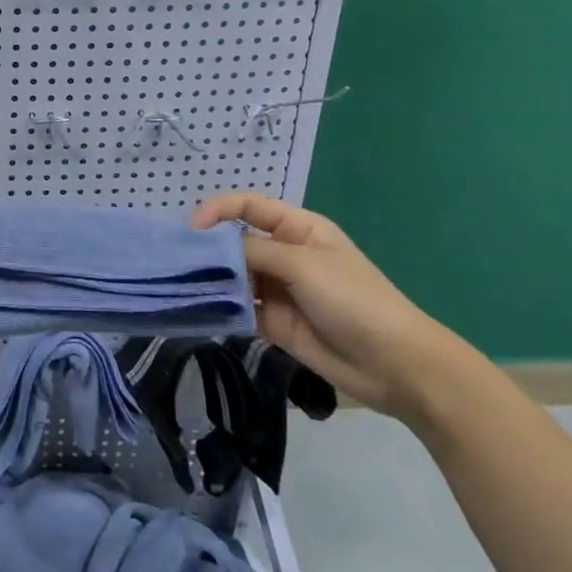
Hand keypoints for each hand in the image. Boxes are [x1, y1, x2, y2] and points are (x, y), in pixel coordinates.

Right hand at [191, 192, 470, 424]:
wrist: (395, 364)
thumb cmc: (354, 299)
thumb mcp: (302, 263)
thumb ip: (253, 250)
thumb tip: (211, 248)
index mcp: (297, 229)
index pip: (248, 206)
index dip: (218, 210)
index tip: (192, 229)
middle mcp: (284, 254)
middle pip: (235, 241)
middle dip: (207, 248)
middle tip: (177, 260)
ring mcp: (278, 289)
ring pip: (233, 276)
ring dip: (210, 279)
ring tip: (180, 285)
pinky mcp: (273, 322)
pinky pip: (238, 308)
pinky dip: (219, 308)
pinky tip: (199, 310)